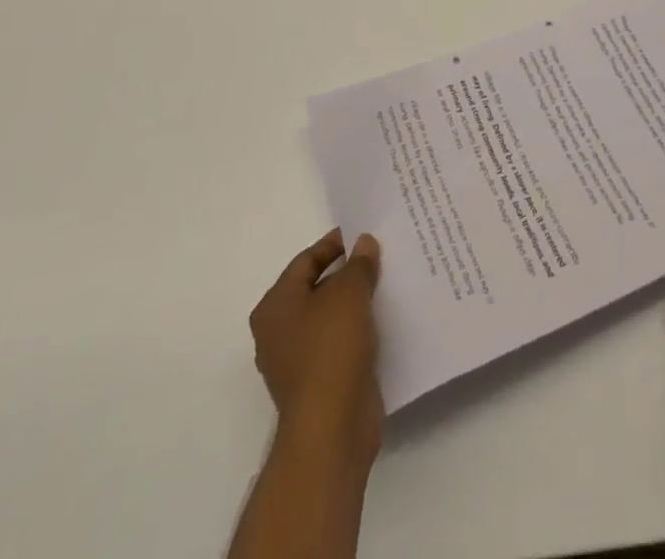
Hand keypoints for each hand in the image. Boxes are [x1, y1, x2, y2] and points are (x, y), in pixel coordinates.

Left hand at [248, 229, 383, 463]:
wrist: (331, 430)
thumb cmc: (330, 350)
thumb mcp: (349, 294)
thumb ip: (358, 264)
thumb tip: (364, 243)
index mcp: (275, 306)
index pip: (306, 260)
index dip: (335, 244)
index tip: (365, 233)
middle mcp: (279, 331)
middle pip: (317, 288)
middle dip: (349, 272)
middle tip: (381, 255)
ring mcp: (298, 360)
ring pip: (331, 316)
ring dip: (357, 301)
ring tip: (389, 282)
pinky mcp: (320, 382)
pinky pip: (341, 342)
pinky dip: (360, 328)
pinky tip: (386, 318)